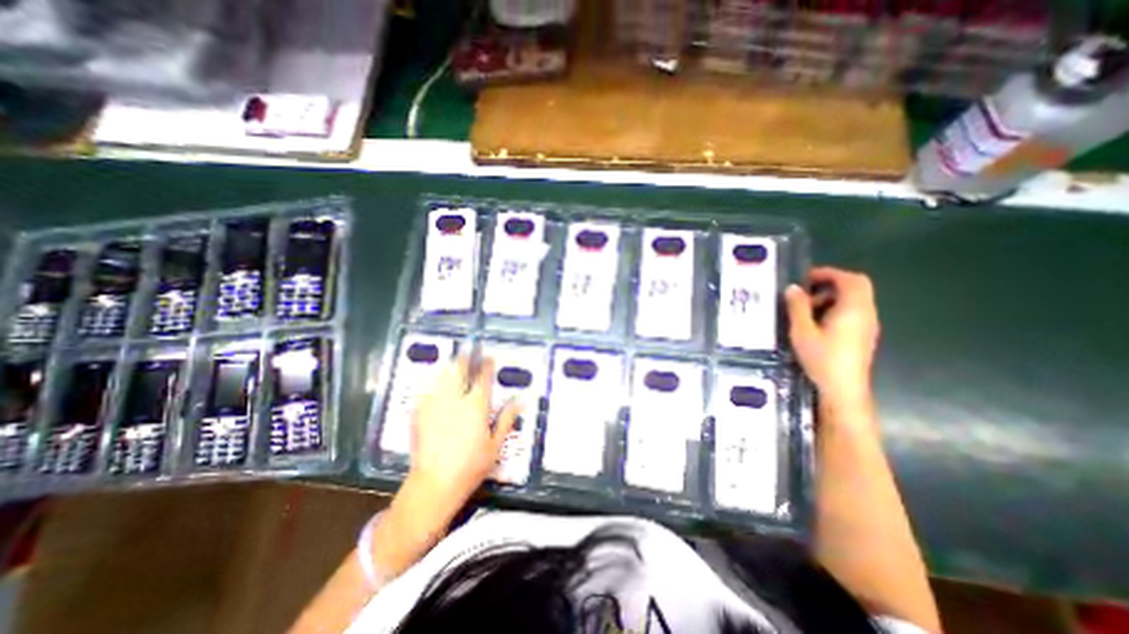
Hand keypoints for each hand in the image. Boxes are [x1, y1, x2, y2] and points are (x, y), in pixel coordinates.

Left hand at [411, 355, 518, 513]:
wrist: (434, 484)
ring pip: (442, 377)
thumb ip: (506, 419)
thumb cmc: (471, 466)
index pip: (483, 378)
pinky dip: (434, 384)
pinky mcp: (420, 414)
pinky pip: (427, 391)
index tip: (489, 357)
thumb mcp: (495, 445)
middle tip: (468, 350)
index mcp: (476, 406)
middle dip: (464, 358)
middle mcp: (455, 400)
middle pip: (459, 370)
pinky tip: (435, 384)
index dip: (486, 364)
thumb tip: (520, 400)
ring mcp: (435, 405)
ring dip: (449, 367)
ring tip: (453, 361)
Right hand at [788, 265, 880, 406]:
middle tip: (807, 290)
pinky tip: (818, 323)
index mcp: (853, 309)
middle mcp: (866, 313)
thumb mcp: (802, 331)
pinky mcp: (864, 335)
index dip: (829, 273)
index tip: (806, 277)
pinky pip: (854, 311)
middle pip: (857, 287)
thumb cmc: (822, 359)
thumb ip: (797, 307)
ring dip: (832, 296)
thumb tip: (792, 288)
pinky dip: (837, 308)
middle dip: (831, 283)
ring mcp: (868, 325)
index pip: (850, 280)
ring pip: (855, 299)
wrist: (844, 389)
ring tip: (807, 308)